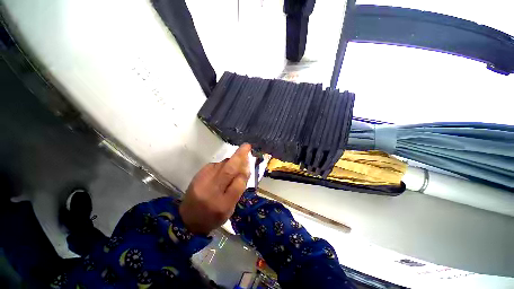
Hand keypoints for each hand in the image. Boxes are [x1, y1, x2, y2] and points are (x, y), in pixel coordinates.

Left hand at [179, 144, 251, 234]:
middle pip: (228, 171)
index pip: (237, 186)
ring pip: (221, 165)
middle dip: (239, 157)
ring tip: (236, 162)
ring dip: (231, 161)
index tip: (249, 166)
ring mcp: (202, 181)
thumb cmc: (213, 216)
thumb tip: (244, 170)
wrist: (187, 219)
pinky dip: (222, 164)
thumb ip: (237, 190)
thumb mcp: (229, 210)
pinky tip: (223, 169)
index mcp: (222, 205)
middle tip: (247, 146)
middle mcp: (211, 192)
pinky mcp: (198, 175)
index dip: (244, 174)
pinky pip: (214, 165)